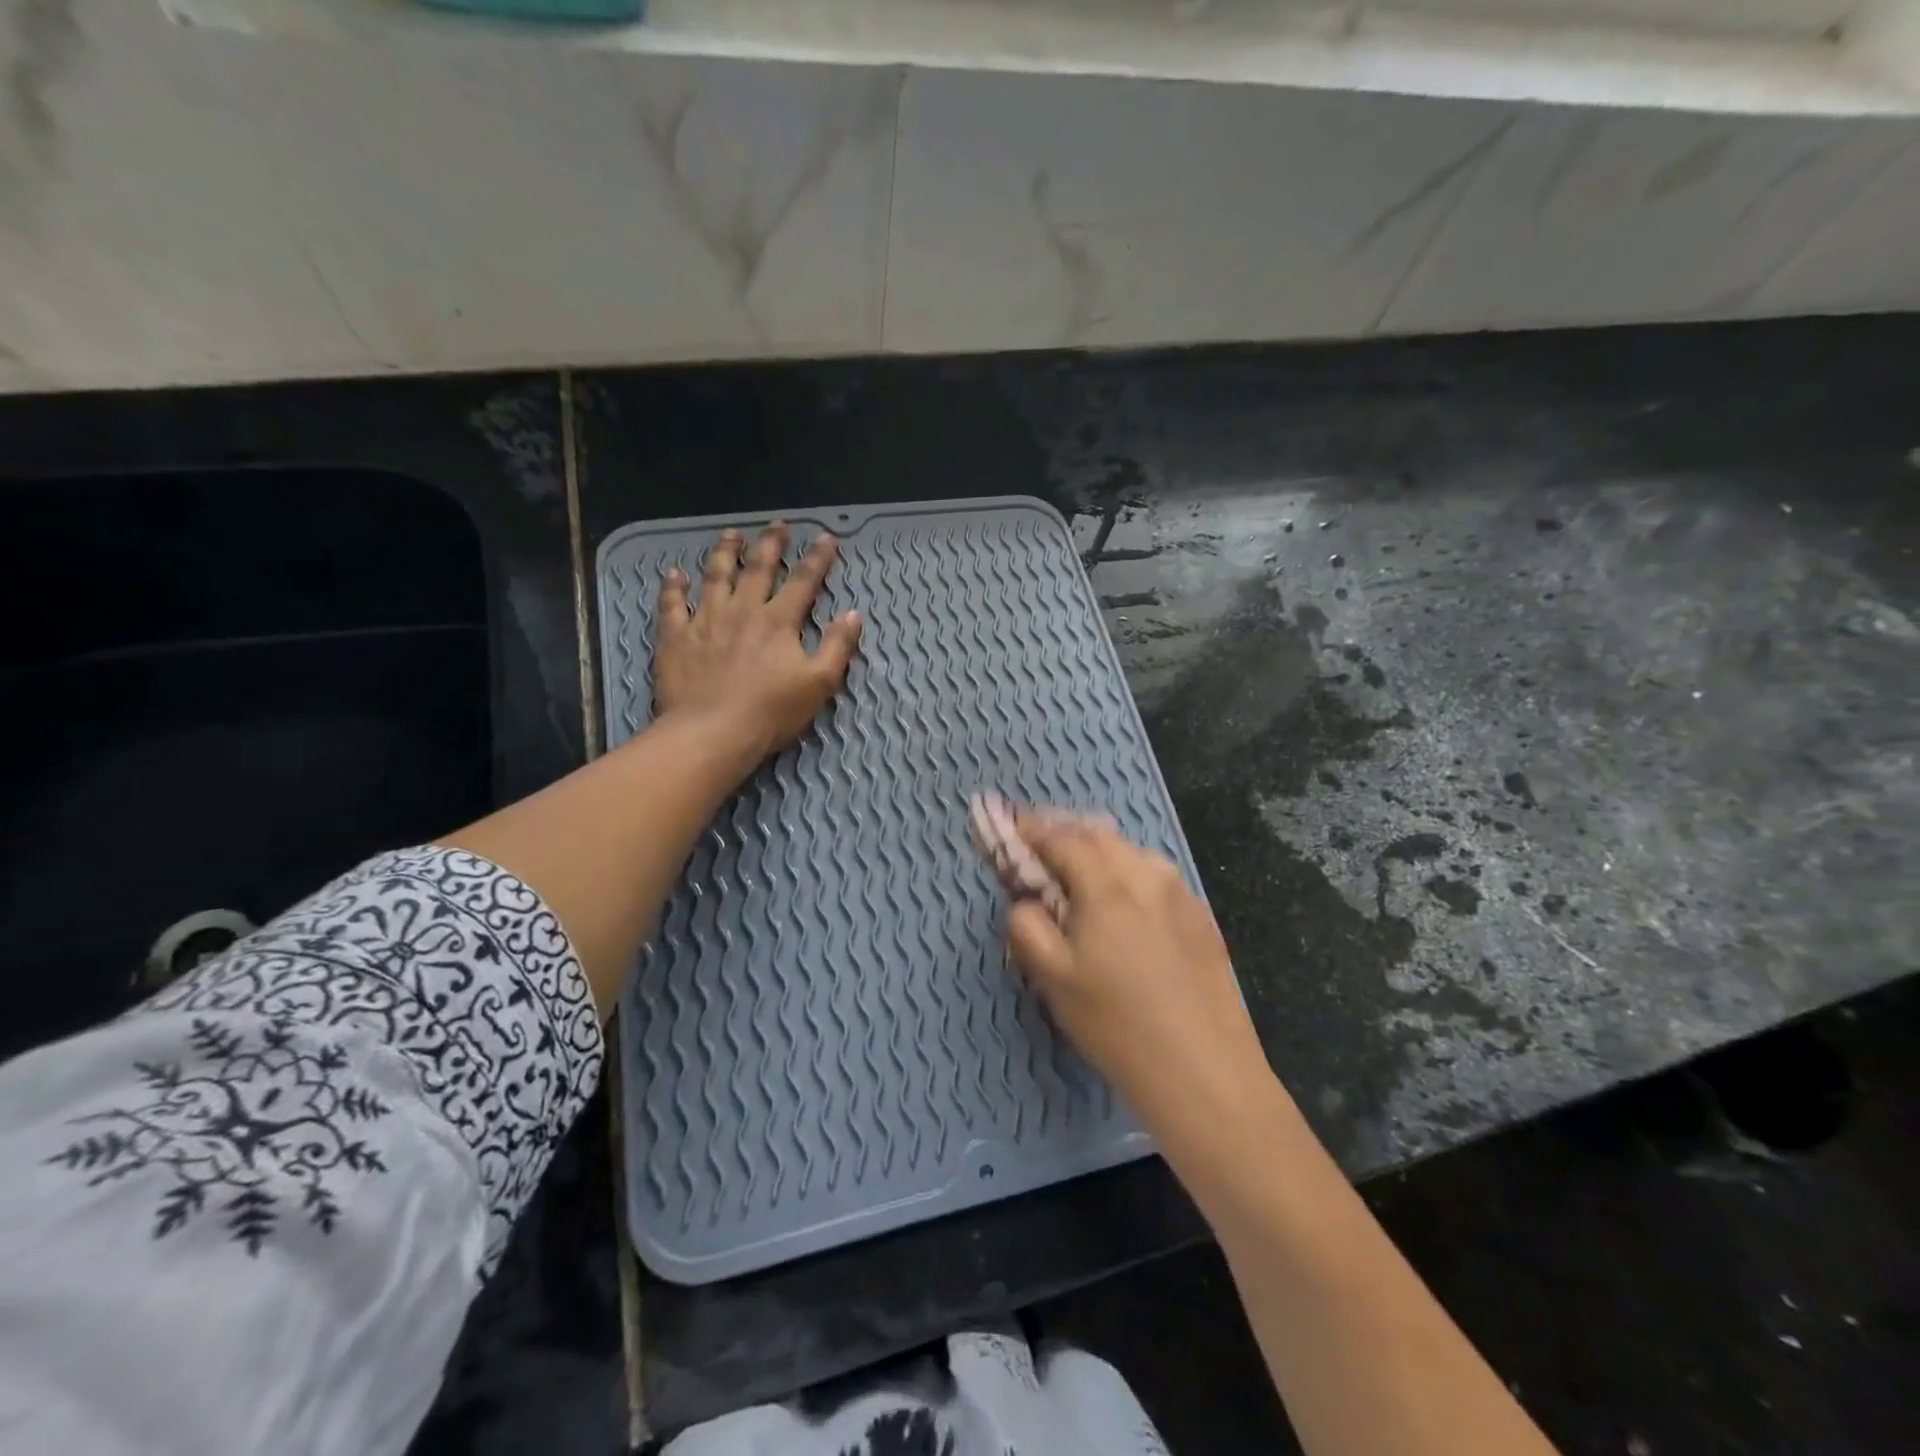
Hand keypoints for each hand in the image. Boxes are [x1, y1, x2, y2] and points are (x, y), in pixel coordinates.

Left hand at [651, 523, 861, 761]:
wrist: (711, 732)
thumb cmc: (770, 712)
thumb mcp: (819, 684)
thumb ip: (837, 646)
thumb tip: (853, 614)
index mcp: (778, 621)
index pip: (803, 581)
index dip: (817, 558)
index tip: (826, 537)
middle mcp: (742, 611)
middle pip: (757, 568)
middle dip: (770, 544)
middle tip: (777, 525)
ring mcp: (705, 621)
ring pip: (715, 576)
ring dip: (724, 552)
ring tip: (731, 534)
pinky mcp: (676, 638)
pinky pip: (672, 605)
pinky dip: (673, 587)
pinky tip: (675, 573)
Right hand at [1005, 811, 1269, 1123]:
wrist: (1205, 1072)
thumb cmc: (1116, 1024)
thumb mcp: (1052, 978)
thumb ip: (1026, 925)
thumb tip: (1026, 900)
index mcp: (1106, 883)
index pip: (1060, 837)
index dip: (1030, 829)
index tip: (1009, 828)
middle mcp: (1147, 873)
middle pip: (1098, 835)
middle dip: (1063, 832)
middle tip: (1037, 845)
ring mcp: (1180, 893)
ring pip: (1130, 852)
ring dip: (1097, 850)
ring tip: (1077, 869)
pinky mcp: (1201, 917)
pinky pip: (1154, 876)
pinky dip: (1127, 872)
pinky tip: (1122, 900)